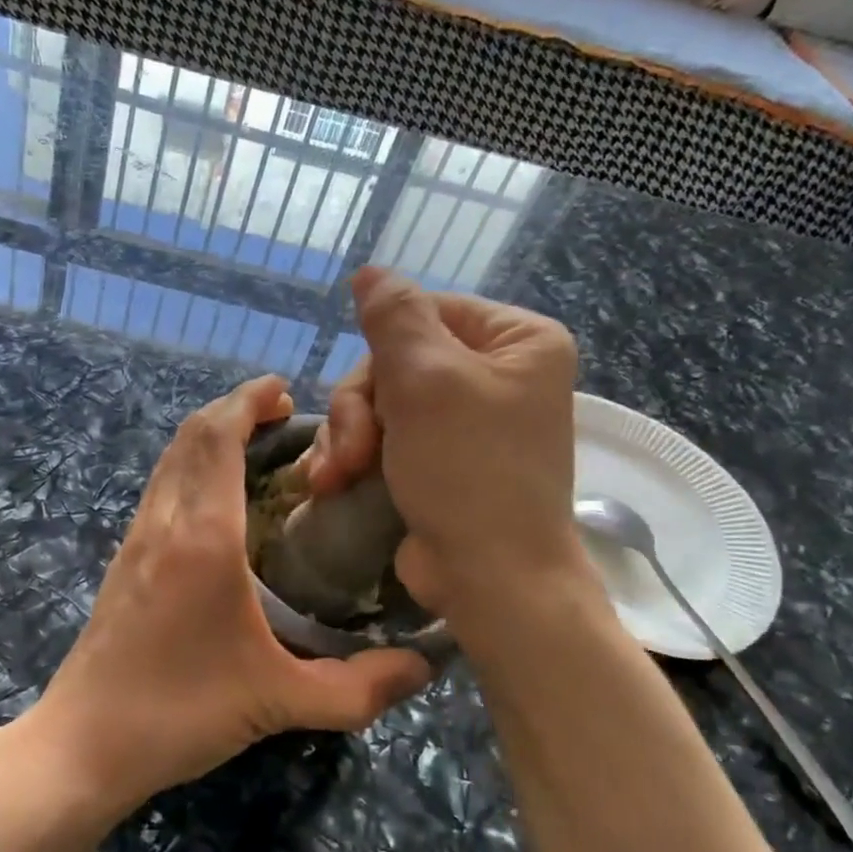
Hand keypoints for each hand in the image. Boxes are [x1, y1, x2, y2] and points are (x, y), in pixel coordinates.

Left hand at [18, 375, 430, 818]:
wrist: (83, 744)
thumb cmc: (180, 714)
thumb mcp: (280, 703)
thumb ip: (359, 688)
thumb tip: (425, 667)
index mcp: (203, 537)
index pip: (218, 437)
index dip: (249, 401)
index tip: (286, 391)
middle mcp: (165, 522)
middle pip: (191, 435)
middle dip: (234, 409)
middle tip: (283, 415)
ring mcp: (136, 538)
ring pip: (170, 458)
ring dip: (209, 436)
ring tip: (256, 445)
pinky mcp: (123, 559)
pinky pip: (160, 487)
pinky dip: (191, 466)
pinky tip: (220, 500)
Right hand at [306, 267, 586, 623]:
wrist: (491, 579)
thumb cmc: (467, 471)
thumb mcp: (427, 380)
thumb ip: (394, 316)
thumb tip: (370, 272)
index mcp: (517, 341)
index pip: (426, 311)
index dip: (382, 352)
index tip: (367, 398)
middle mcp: (498, 374)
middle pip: (397, 362)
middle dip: (360, 408)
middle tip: (350, 452)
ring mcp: (468, 421)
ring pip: (381, 402)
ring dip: (348, 437)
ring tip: (335, 476)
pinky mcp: (442, 461)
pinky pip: (386, 437)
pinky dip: (357, 457)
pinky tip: (334, 483)